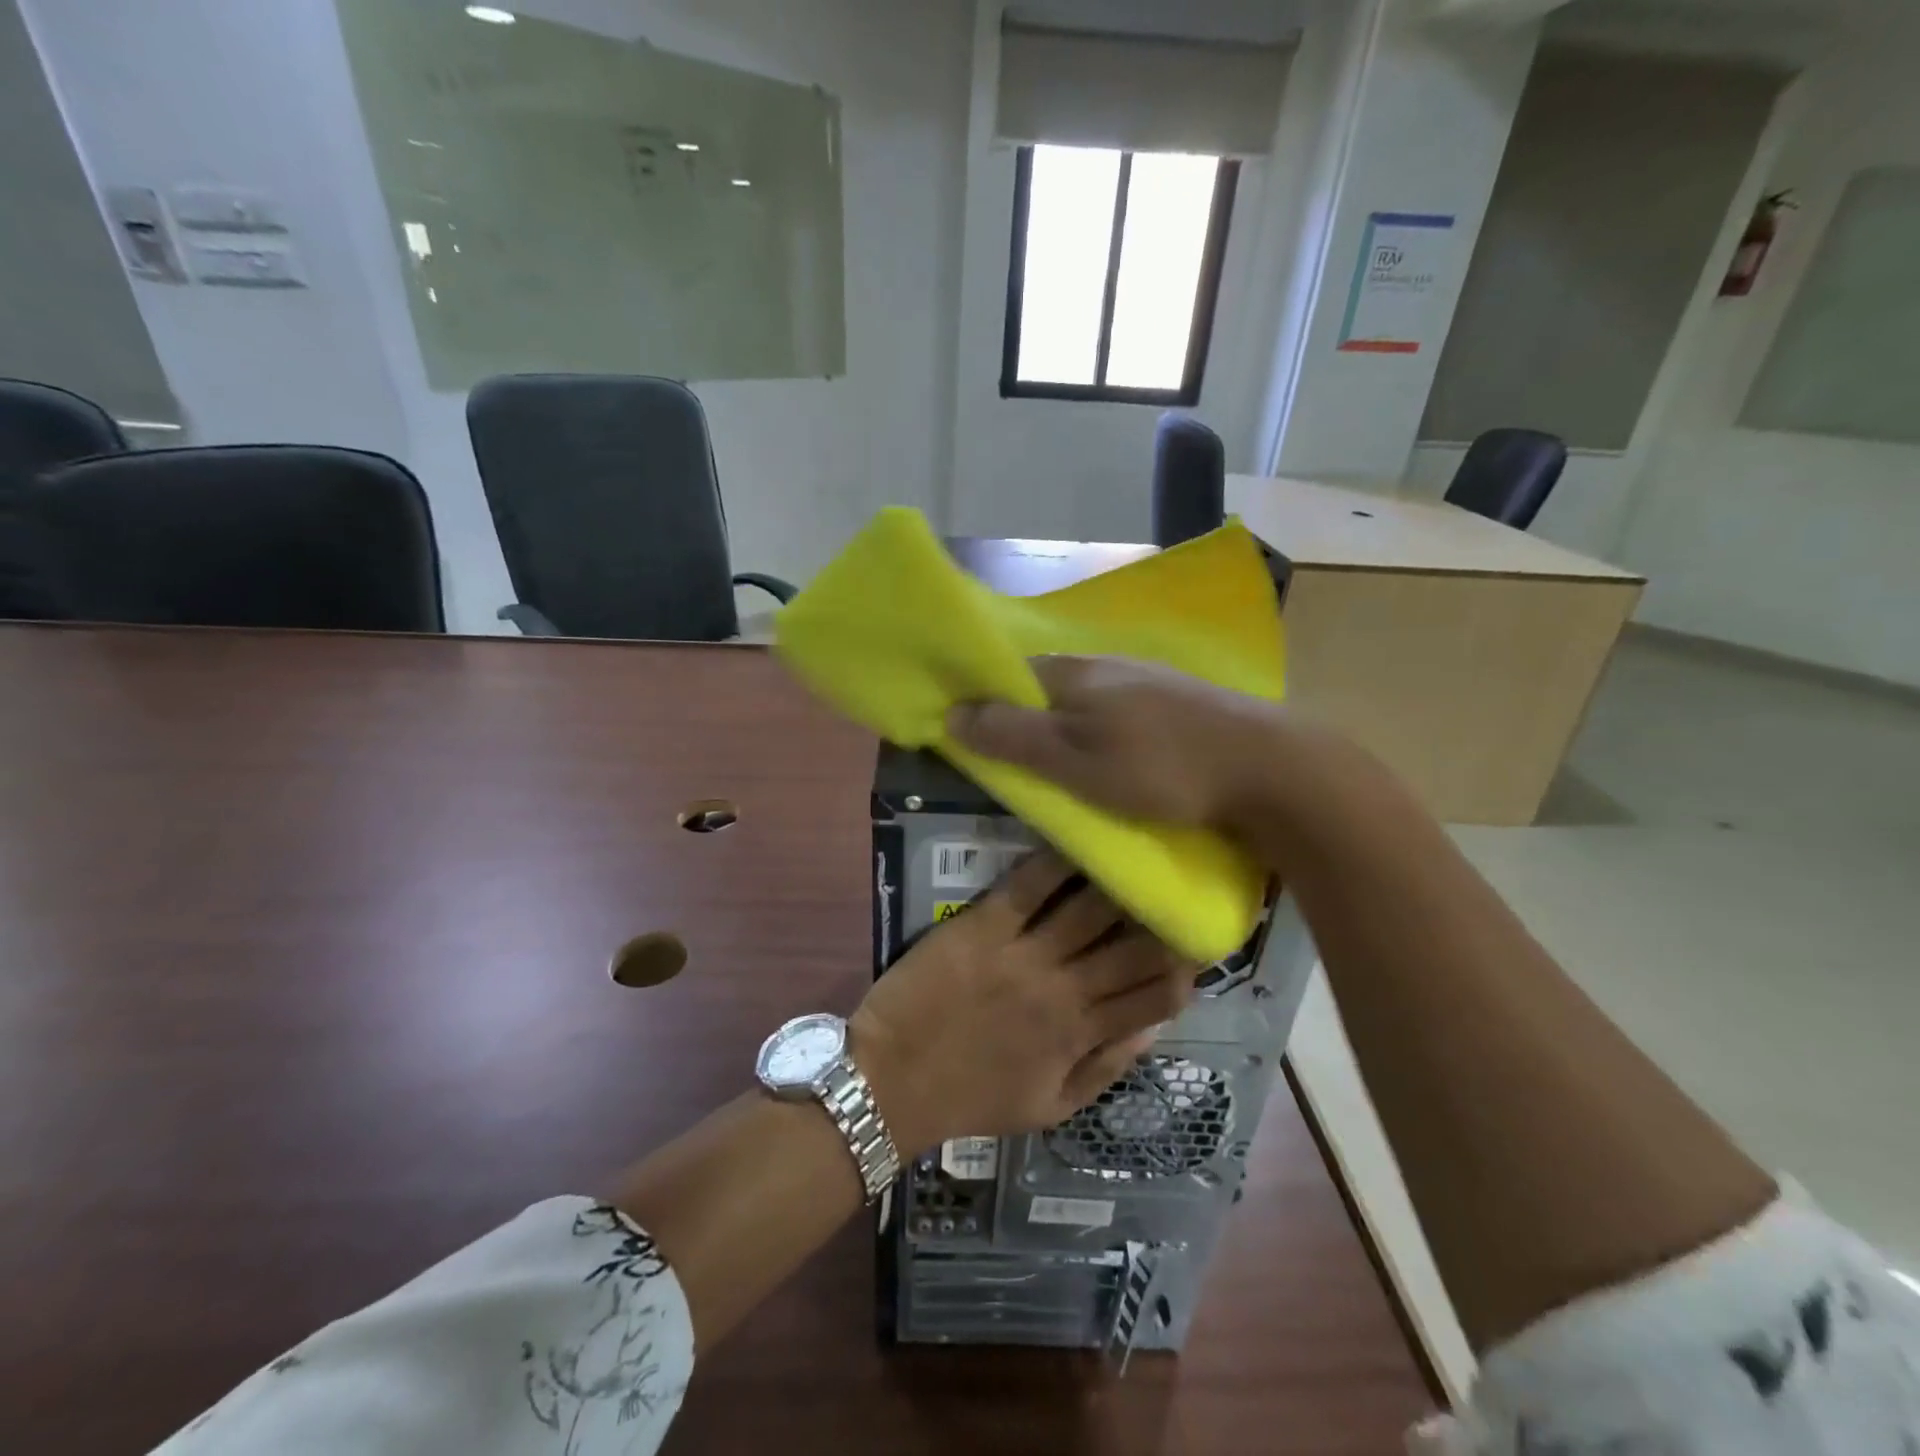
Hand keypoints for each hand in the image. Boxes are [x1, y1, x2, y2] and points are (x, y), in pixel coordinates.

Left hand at [850, 851, 1196, 1158]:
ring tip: (1135, 858)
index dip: (1183, 971)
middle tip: (1172, 890)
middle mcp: (1063, 991)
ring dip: (1119, 883)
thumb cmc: (971, 1098)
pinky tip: (1077, 842)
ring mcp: (1023, 955)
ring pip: (1089, 909)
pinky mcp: (982, 927)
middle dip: (1162, 919)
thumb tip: (1153, 1027)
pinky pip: (1028, 887)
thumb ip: (1105, 1069)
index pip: (1154, 999)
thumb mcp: (1050, 1107)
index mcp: (1081, 1036)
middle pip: (1132, 947)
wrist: (891, 1083)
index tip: (1193, 945)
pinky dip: (1056, 863)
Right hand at [946, 655, 1285, 829]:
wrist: (1267, 768)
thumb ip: (1012, 736)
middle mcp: (1106, 664)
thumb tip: (951, 713)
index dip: (986, 705)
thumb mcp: (1073, 760)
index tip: (975, 743)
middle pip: (1048, 687)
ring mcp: (1147, 678)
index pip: (1009, 675)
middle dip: (1027, 718)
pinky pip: (1121, 711)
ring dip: (1068, 727)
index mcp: (1072, 672)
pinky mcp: (1179, 701)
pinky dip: (1105, 731)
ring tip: (1065, 769)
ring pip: (1087, 699)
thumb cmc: (1157, 768)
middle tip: (1020, 767)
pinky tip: (1118, 757)